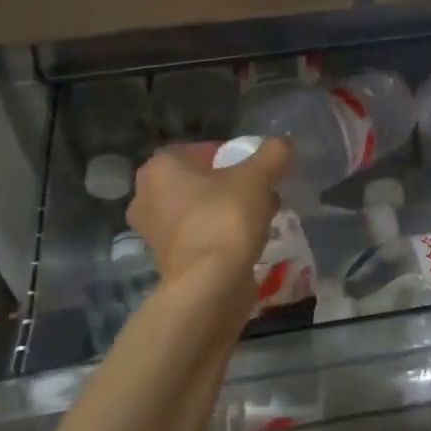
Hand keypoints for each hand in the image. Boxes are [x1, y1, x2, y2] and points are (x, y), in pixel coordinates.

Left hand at [127, 138, 290, 285]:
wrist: (209, 286)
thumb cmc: (226, 219)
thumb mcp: (258, 177)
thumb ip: (273, 153)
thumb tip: (283, 144)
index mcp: (160, 167)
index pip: (203, 149)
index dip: (235, 156)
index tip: (259, 169)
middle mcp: (147, 195)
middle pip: (202, 180)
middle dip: (234, 184)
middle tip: (263, 192)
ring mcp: (153, 230)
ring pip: (201, 208)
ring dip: (230, 208)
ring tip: (263, 216)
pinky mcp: (167, 259)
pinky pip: (200, 234)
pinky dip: (221, 233)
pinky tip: (249, 240)